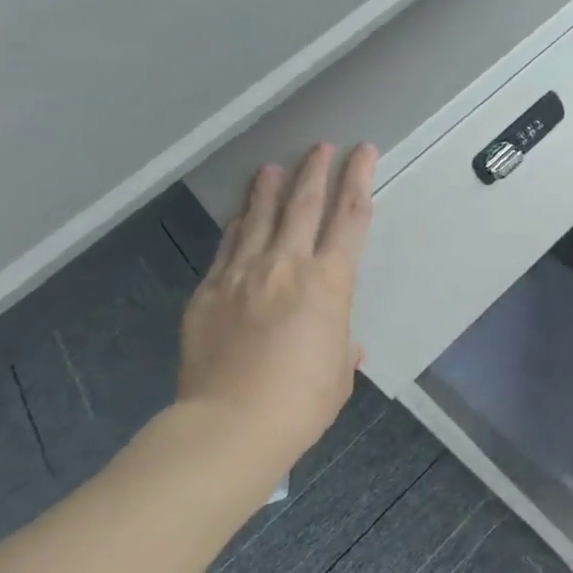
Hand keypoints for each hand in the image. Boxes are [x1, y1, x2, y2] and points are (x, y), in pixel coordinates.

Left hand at [177, 143, 377, 481]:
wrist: (230, 426)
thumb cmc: (301, 402)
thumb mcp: (337, 374)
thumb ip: (340, 348)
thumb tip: (343, 345)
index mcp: (330, 282)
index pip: (351, 217)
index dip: (360, 179)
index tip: (364, 153)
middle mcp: (287, 265)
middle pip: (304, 204)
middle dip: (316, 170)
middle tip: (321, 146)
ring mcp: (243, 275)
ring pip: (260, 218)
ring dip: (271, 189)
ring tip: (274, 166)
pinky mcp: (208, 293)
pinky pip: (227, 248)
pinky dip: (238, 226)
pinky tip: (240, 214)